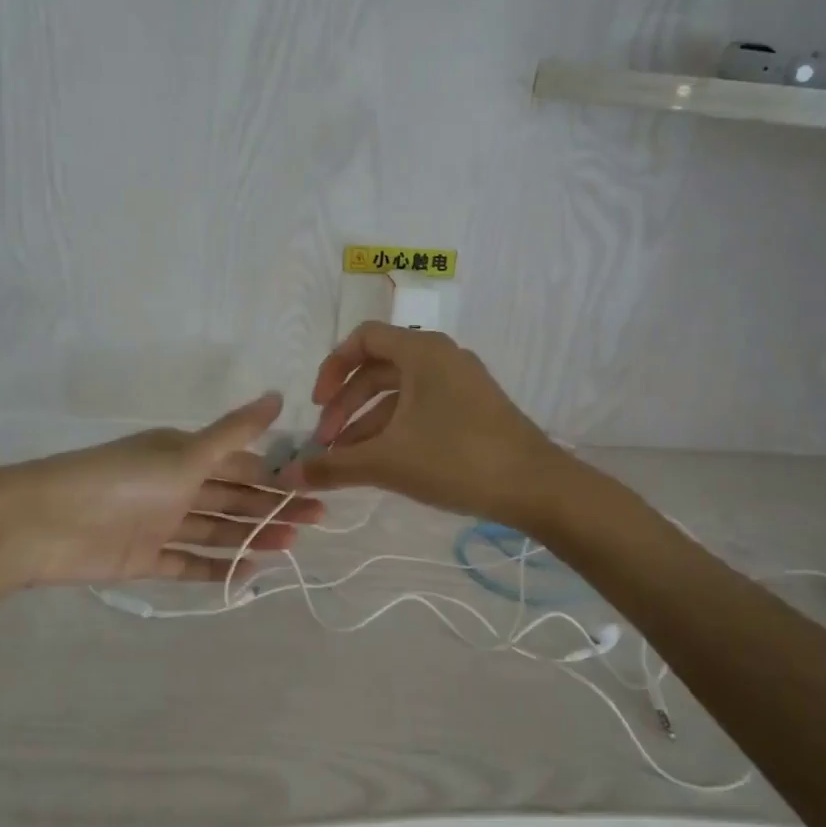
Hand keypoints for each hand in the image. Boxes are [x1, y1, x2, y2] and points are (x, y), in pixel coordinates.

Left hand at [0, 391, 322, 587]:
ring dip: (252, 537)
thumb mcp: (184, 454)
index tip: (314, 485)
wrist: (43, 524)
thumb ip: (233, 433)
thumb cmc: (121, 481)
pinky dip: (216, 568)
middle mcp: (175, 486)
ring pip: (216, 530)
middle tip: (317, 521)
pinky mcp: (144, 558)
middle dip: (273, 508)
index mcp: (183, 454)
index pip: (239, 464)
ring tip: (291, 548)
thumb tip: (278, 396)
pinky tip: (248, 574)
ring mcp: (160, 523)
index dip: (275, 474)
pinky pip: (188, 562)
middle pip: (233, 499)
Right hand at [276, 323, 566, 527]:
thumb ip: (334, 466)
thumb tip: (290, 476)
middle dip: (346, 405)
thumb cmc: (456, 459)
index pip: (363, 339)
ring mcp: (460, 383)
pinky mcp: (472, 409)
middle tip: (327, 443)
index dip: (332, 368)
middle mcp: (441, 357)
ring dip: (367, 422)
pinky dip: (395, 429)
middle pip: (377, 369)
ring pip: (399, 394)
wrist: (535, 487)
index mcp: (422, 352)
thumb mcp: (387, 462)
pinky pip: (421, 408)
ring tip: (346, 461)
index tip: (318, 405)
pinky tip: (380, 463)